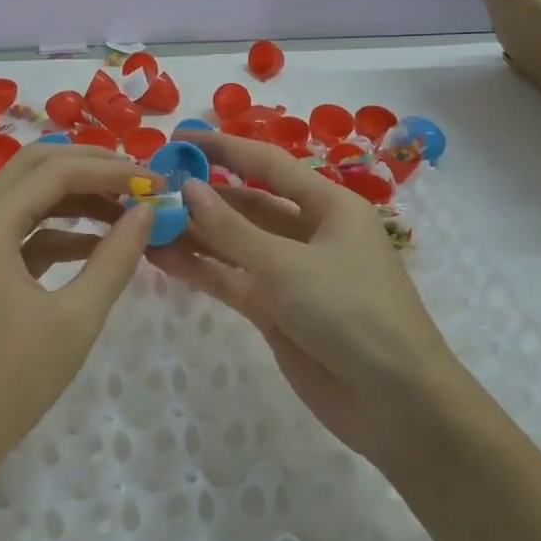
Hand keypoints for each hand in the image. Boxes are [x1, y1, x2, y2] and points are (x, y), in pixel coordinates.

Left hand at [0, 143, 154, 509]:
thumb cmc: (8, 384)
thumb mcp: (74, 321)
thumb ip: (114, 259)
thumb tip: (146, 212)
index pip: (55, 172)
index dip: (108, 169)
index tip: (154, 181)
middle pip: (33, 168)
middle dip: (88, 167)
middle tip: (137, 179)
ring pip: (26, 198)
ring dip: (74, 197)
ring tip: (125, 209)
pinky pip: (19, 233)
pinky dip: (58, 231)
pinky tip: (95, 245)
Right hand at [148, 132, 459, 470]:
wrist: (395, 402)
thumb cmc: (351, 312)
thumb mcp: (288, 264)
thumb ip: (232, 228)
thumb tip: (188, 188)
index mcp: (328, 206)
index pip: (267, 165)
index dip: (223, 148)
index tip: (178, 139)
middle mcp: (309, 233)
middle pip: (247, 204)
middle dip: (202, 195)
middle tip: (150, 187)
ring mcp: (290, 274)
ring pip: (234, 244)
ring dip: (194, 234)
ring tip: (145, 222)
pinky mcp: (276, 310)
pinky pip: (231, 279)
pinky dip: (200, 269)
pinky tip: (161, 258)